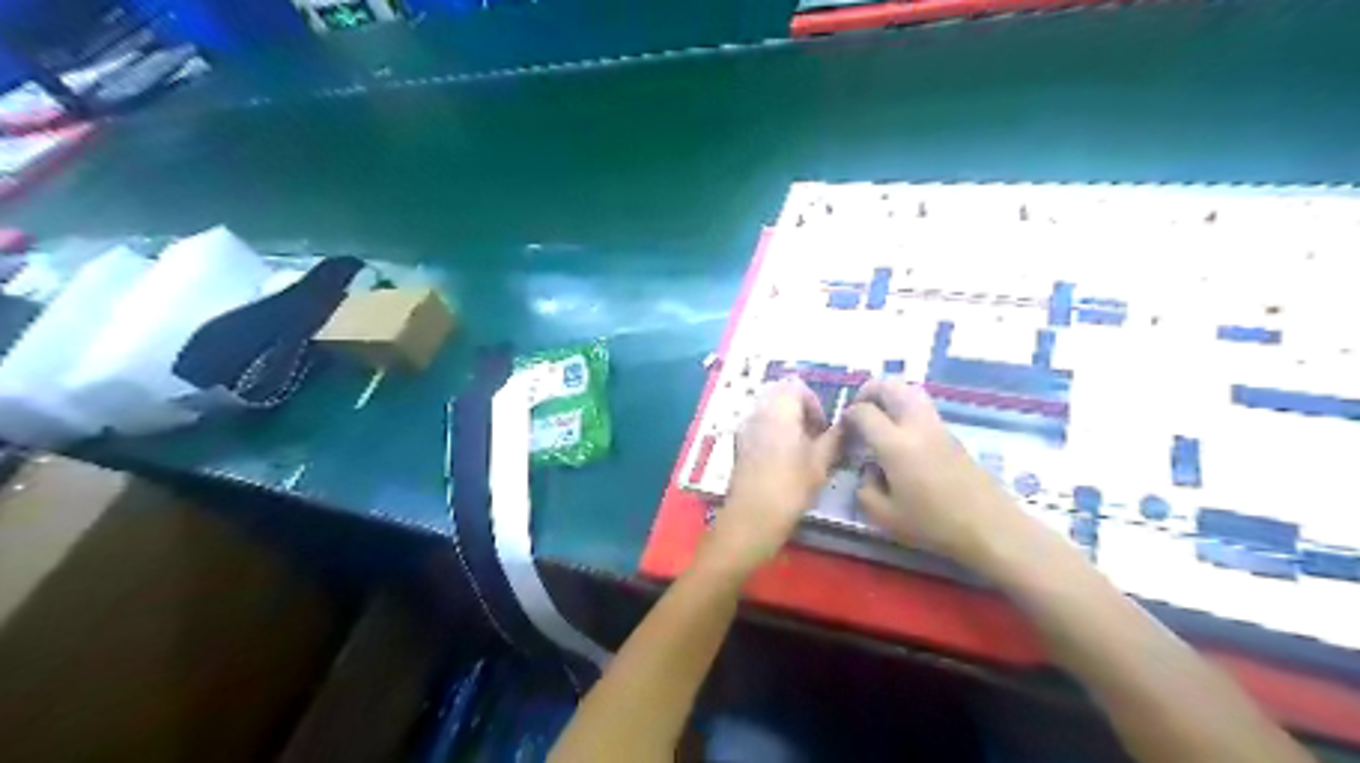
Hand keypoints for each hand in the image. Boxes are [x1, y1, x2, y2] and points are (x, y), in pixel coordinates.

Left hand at [708, 378, 845, 575]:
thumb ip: (835, 437)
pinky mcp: (739, 445)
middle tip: (814, 437)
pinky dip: (773, 433)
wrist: (752, 518)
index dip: (814, 404)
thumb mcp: (821, 462)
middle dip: (800, 410)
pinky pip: (759, 426)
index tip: (823, 429)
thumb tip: (847, 424)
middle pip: (780, 395)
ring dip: (787, 422)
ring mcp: (745, 428)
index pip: (797, 386)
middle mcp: (757, 412)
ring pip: (769, 411)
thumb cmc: (790, 486)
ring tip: (801, 450)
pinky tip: (784, 460)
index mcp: (778, 409)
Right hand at [846, 378, 1026, 567]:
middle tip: (859, 411)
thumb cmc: (933, 525)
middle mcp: (916, 425)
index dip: (848, 416)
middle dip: (868, 392)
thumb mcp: (885, 517)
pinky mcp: (952, 434)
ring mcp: (937, 426)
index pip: (863, 412)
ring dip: (890, 396)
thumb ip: (865, 490)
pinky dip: (906, 408)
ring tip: (880, 419)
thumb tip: (868, 473)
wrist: (990, 528)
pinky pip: (923, 407)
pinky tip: (902, 435)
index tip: (843, 430)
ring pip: (910, 390)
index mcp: (895, 444)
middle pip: (890, 386)